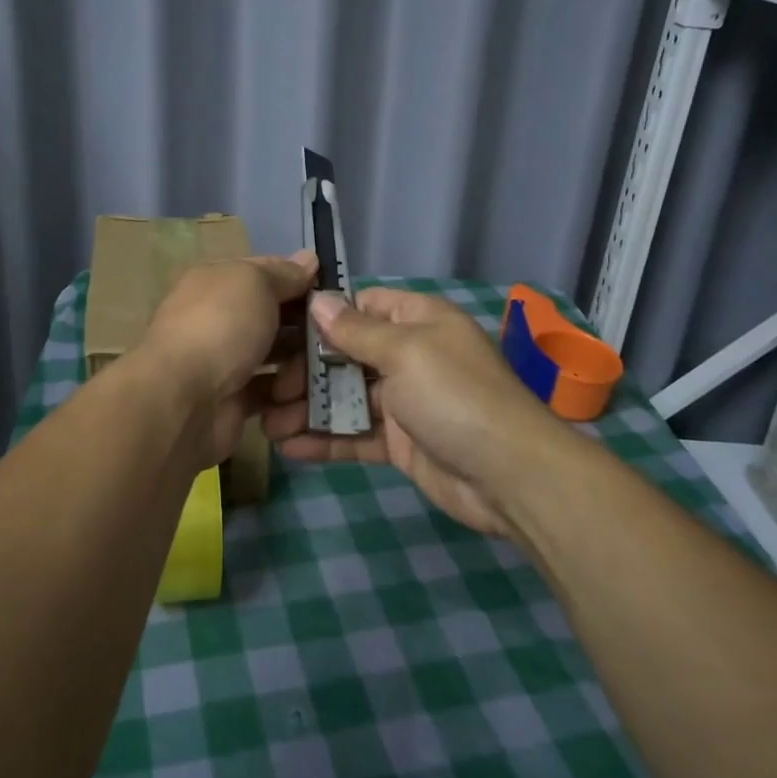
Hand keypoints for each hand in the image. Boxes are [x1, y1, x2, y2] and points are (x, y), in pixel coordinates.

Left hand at [135, 252, 316, 469]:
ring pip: (278, 358)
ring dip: (301, 367)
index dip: (299, 281)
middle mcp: (220, 319)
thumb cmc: (220, 327)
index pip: (266, 273)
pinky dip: (289, 400)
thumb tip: (309, 259)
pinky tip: (304, 401)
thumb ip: (284, 273)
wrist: (183, 401)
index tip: (334, 297)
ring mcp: (226, 362)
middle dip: (308, 329)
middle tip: (337, 341)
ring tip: (321, 375)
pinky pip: (272, 395)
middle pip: (276, 318)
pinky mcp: (234, 401)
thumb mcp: (254, 282)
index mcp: (217, 283)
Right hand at [261, 288, 563, 538]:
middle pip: (348, 354)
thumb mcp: (405, 351)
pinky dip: (326, 440)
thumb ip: (356, 330)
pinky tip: (290, 447)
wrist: (510, 476)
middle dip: (307, 371)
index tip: (282, 329)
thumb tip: (319, 301)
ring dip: (309, 409)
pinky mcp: (401, 443)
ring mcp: (406, 402)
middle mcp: (411, 356)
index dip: (325, 316)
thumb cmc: (454, 395)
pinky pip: (357, 435)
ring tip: (267, 424)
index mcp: (419, 321)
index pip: (364, 306)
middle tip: (268, 388)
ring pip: (347, 398)